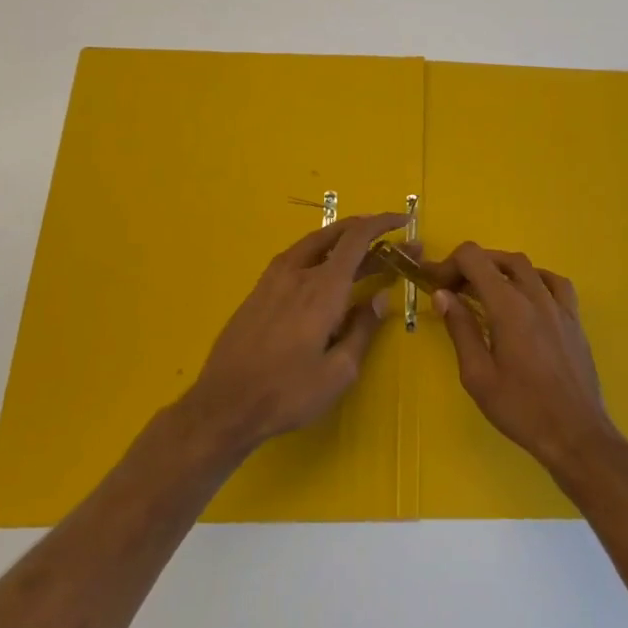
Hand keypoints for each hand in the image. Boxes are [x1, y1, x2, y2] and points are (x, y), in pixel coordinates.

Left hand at [179, 213, 405, 455]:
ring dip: (342, 240)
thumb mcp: (339, 372)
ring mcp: (274, 279)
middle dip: (368, 232)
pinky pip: (296, 258)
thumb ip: (363, 329)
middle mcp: (298, 272)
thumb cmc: (287, 393)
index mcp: (323, 288)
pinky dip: (320, 253)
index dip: (382, 223)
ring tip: (363, 253)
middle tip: (392, 243)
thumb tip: (380, 297)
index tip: (403, 221)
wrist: (224, 406)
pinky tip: (325, 272)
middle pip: (336, 234)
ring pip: (314, 243)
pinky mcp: (259, 291)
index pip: (357, 238)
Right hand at [433, 243, 624, 477]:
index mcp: (508, 306)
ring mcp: (559, 305)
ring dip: (500, 269)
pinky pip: (554, 282)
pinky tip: (527, 297)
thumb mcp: (478, 375)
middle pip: (499, 259)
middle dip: (471, 267)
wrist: (575, 434)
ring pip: (527, 267)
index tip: (436, 285)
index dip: (450, 263)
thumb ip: (460, 329)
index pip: (474, 258)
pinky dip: (534, 279)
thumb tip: (443, 294)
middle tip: (453, 290)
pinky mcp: (574, 318)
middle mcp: (535, 295)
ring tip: (485, 292)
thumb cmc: (521, 408)